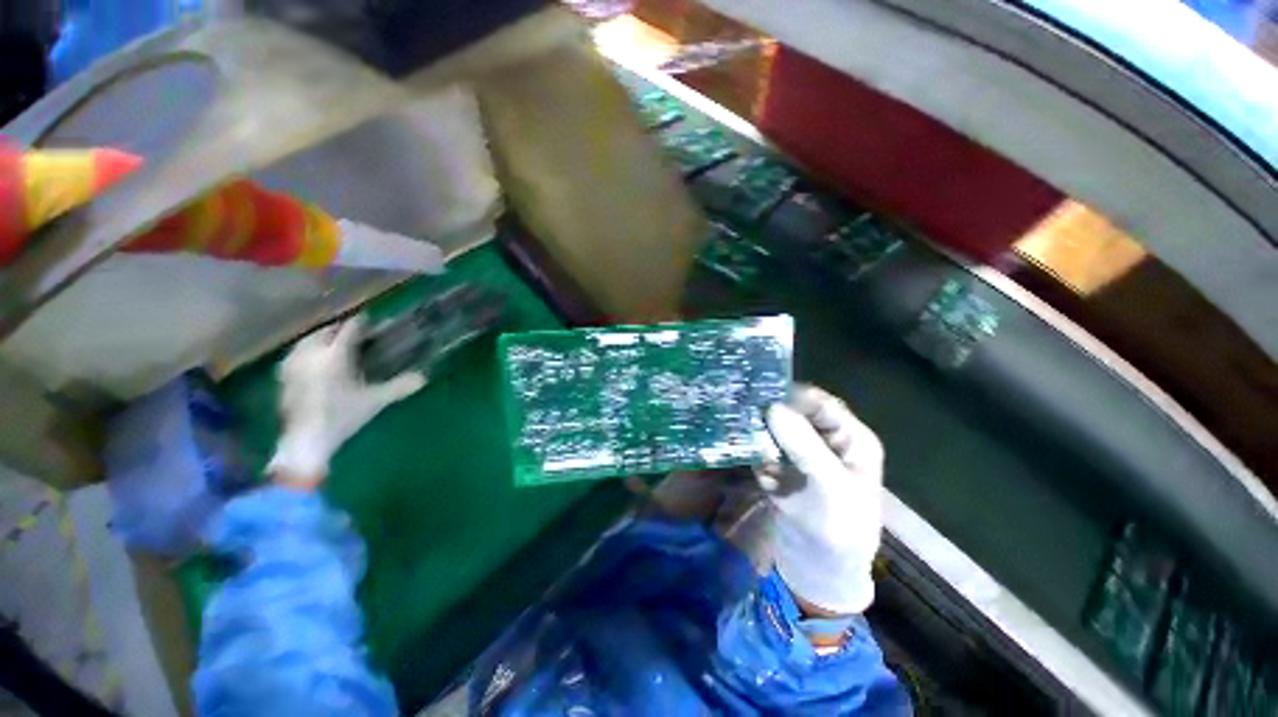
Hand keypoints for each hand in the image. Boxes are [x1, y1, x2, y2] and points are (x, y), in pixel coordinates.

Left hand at [268, 317, 425, 487]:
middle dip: (342, 329)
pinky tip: (318, 363)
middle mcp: (311, 353)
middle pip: (326, 330)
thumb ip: (399, 386)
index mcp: (334, 354)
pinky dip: (311, 352)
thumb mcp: (375, 401)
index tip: (375, 323)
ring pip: (309, 340)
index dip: (364, 323)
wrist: (304, 441)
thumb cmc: (342, 417)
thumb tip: (424, 377)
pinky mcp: (284, 376)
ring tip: (338, 346)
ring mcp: (293, 364)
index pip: (350, 328)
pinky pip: (298, 354)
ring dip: (324, 338)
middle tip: (359, 335)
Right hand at [760, 385, 884, 615]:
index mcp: (851, 438)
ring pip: (776, 427)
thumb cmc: (839, 529)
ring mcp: (801, 453)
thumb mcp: (830, 487)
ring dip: (758, 428)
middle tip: (743, 406)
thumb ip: (804, 446)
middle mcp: (826, 439)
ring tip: (738, 426)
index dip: (794, 396)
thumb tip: (772, 407)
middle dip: (771, 410)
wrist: (817, 569)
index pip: (822, 404)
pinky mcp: (781, 465)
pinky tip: (741, 449)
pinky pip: (764, 446)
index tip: (762, 395)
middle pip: (796, 412)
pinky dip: (752, 447)